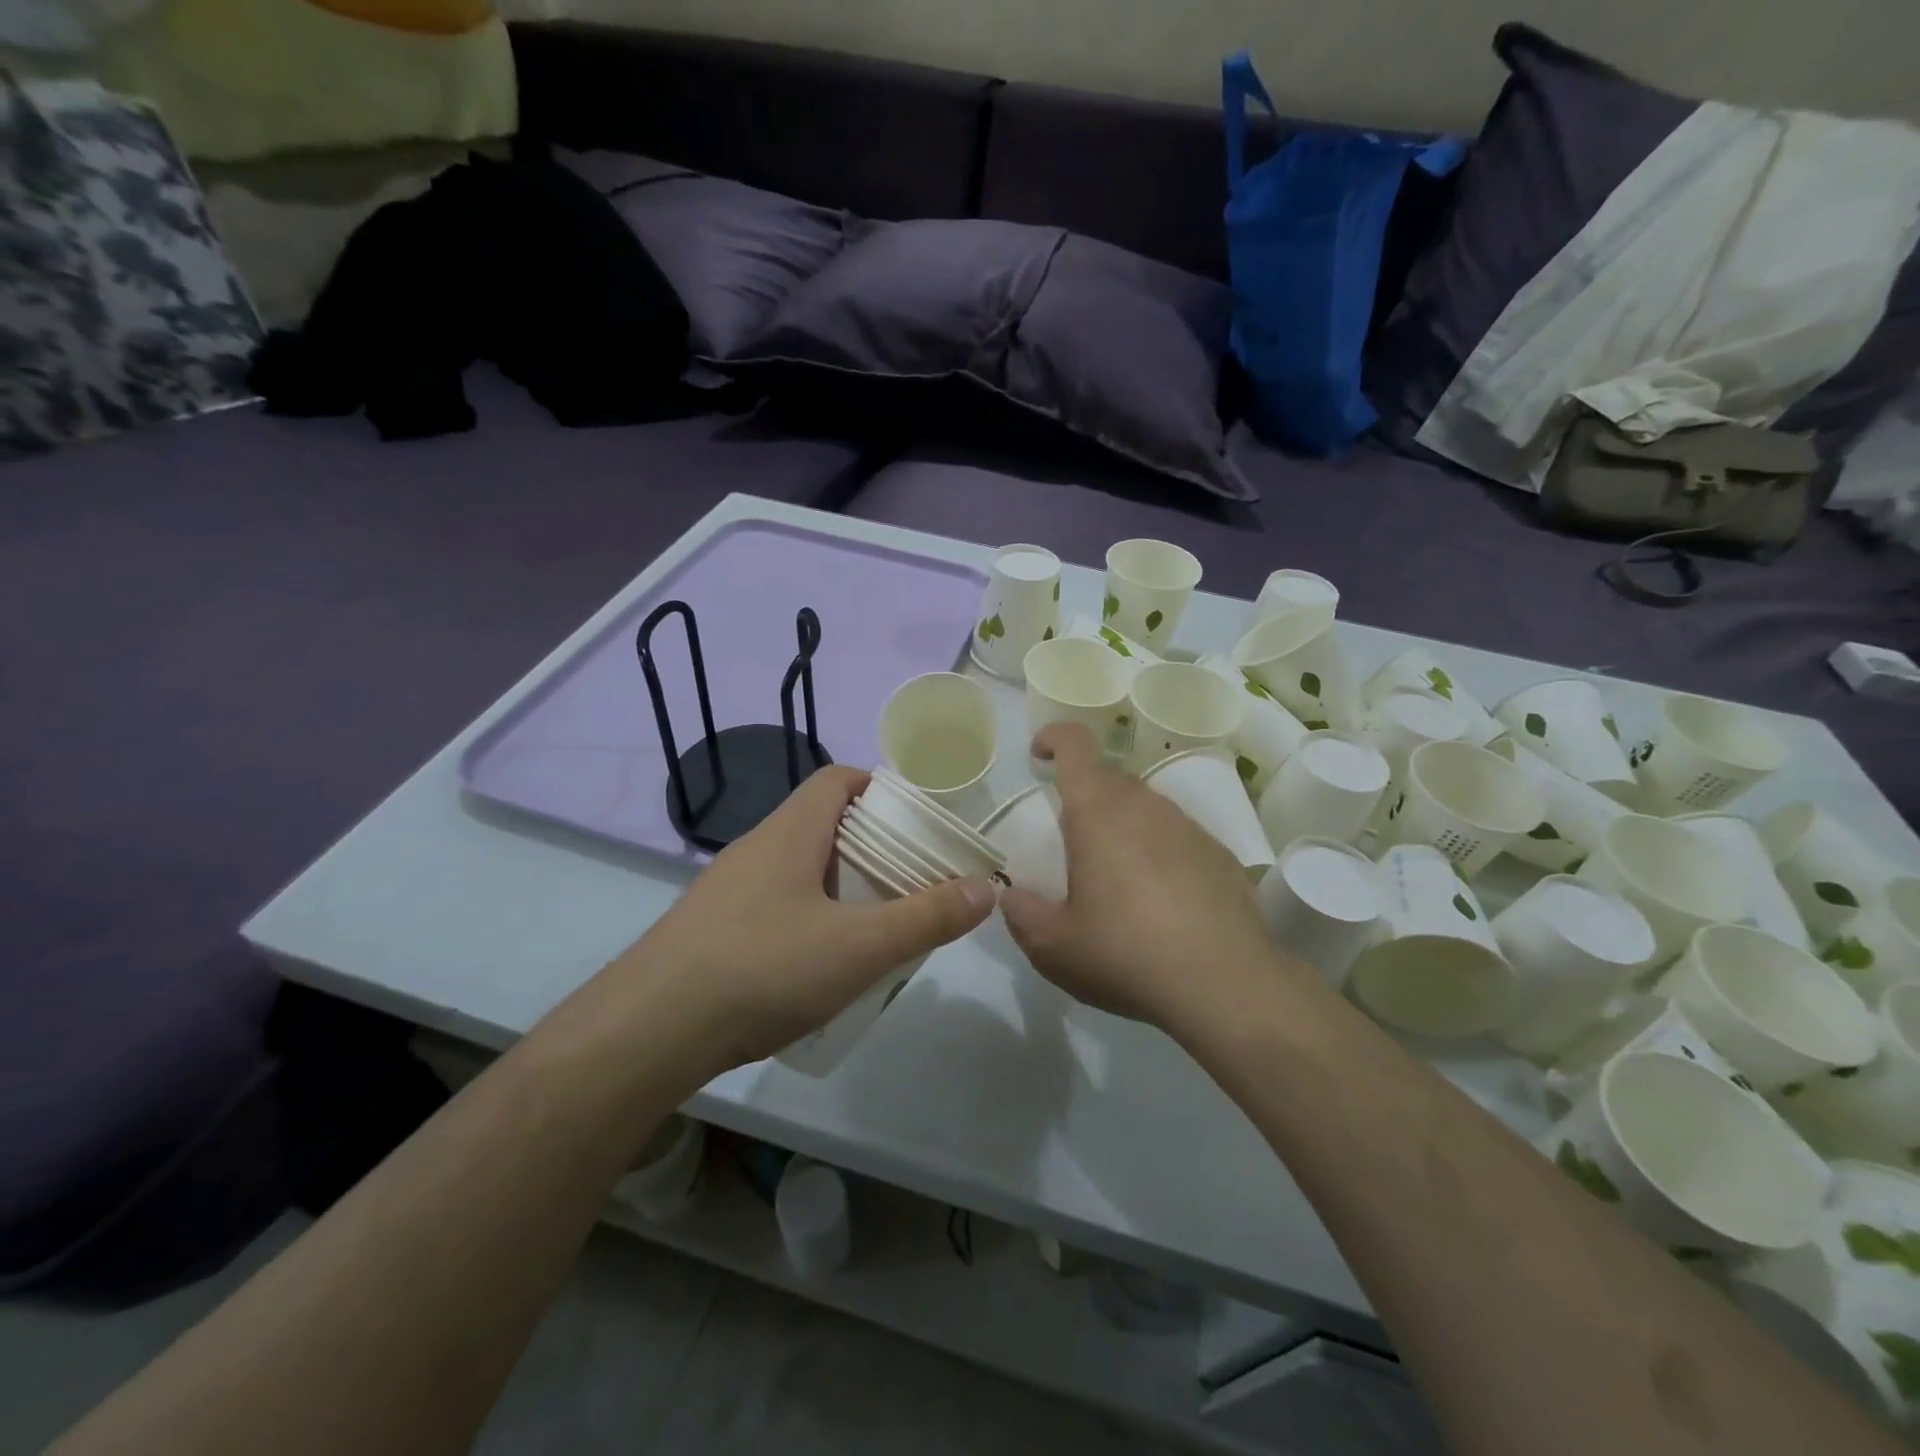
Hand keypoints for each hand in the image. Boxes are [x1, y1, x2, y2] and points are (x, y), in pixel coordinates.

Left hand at [598, 765, 995, 1075]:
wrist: (647, 1031)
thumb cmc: (762, 968)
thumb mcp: (860, 946)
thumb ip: (927, 917)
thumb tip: (986, 887)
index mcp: (791, 831)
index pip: (837, 779)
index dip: (879, 789)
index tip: (915, 822)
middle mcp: (757, 848)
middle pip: (822, 824)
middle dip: (870, 846)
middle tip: (910, 880)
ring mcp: (728, 889)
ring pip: (798, 868)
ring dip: (839, 885)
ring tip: (876, 924)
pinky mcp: (712, 929)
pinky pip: (774, 904)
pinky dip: (808, 917)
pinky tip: (821, 964)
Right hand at [1000, 724, 1288, 1034]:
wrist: (1224, 985)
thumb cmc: (1125, 954)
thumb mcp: (1053, 946)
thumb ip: (1021, 913)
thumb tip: (1010, 895)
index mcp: (1098, 811)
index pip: (1075, 744)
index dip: (1053, 738)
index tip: (1039, 756)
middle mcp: (1145, 805)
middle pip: (1108, 777)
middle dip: (1083, 795)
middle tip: (1070, 840)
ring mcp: (1188, 826)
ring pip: (1145, 807)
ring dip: (1123, 825)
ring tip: (1116, 878)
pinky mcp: (1219, 854)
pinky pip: (1177, 837)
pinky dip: (1159, 852)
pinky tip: (1161, 901)